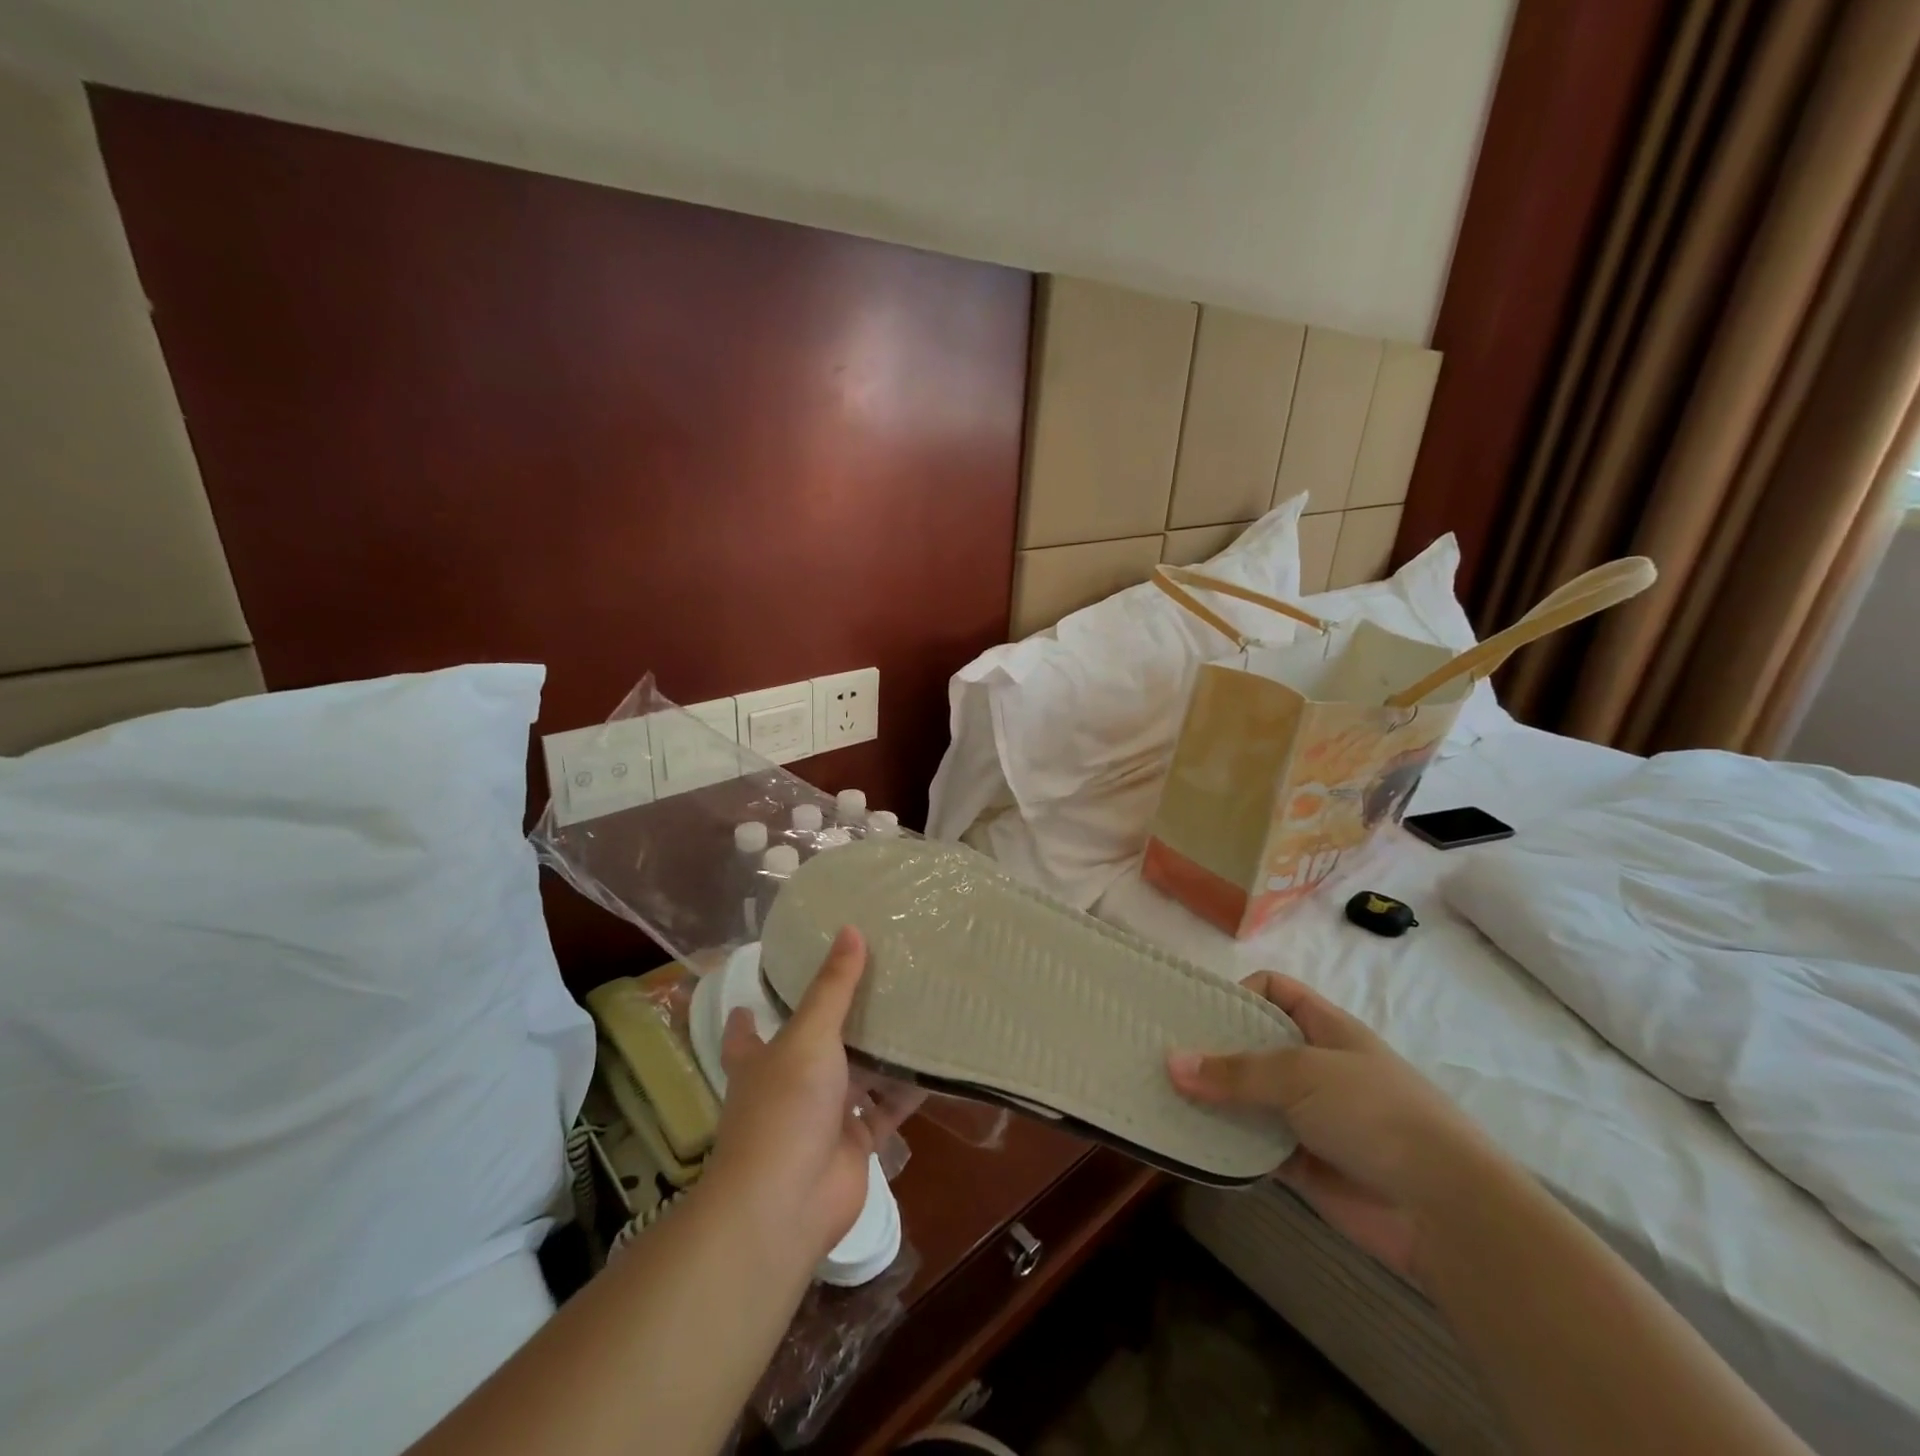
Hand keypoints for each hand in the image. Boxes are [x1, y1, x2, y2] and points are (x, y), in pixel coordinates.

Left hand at [704, 927, 909, 1263]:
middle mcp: (788, 1085)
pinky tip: (931, 1063)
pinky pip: (885, 1109)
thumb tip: (850, 928)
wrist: (786, 1204)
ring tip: (909, 1010)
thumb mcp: (809, 1035)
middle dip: (835, 1021)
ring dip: (877, 1053)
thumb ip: (833, 986)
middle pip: (811, 1047)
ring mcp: (821, 1117)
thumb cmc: (785, 1107)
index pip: (746, 1030)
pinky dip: (905, 1091)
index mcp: (761, 1060)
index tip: (759, 986)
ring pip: (853, 1076)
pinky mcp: (853, 1143)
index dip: (749, 1012)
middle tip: (868, 981)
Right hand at [1167, 972, 1494, 1280]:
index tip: (1197, 1012)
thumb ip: (1236, 1071)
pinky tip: (1189, 1141)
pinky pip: (1254, 1145)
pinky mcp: (1303, 1164)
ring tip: (1161, 1095)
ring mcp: (1310, 1117)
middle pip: (1254, 1045)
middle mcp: (1315, 1067)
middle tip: (1160, 1053)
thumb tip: (1171, 1063)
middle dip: (1211, 1049)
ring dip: (1213, 1100)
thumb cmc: (1375, 1113)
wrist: (1445, 1211)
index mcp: (1326, 1028)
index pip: (1275, 991)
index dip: (1238, 992)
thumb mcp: (1302, 1074)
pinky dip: (1225, 1143)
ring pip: (1249, 1098)